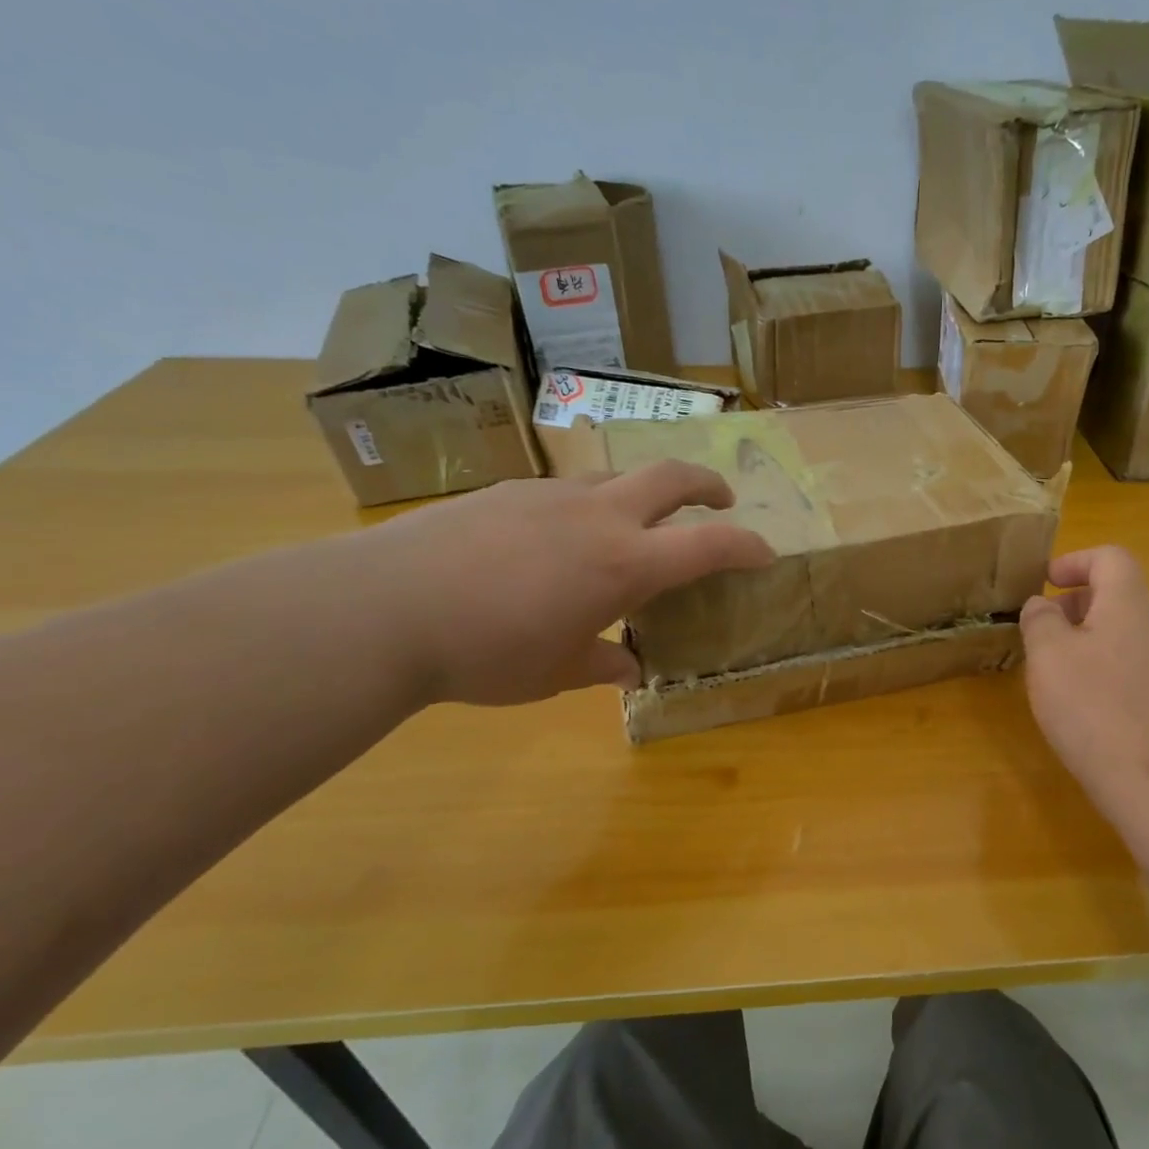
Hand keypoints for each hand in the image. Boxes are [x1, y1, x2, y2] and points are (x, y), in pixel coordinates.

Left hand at [358, 463, 773, 705]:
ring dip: (640, 496)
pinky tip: (553, 542)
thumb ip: (603, 663)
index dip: (746, 546)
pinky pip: (564, 491)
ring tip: (629, 529)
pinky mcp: (506, 491)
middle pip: (670, 475)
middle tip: (720, 500)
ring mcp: (550, 496)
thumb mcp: (556, 672)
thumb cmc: (487, 652)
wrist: (383, 610)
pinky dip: (583, 508)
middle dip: (706, 483)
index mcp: (624, 563)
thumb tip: (629, 669)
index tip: (766, 552)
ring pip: (615, 478)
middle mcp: (598, 517)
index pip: (708, 544)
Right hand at [1018, 546, 1148, 818]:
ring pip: (1121, 632)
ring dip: (1084, 636)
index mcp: (1128, 604)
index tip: (1044, 582)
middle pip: (1117, 594)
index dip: (1075, 561)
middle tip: (1041, 627)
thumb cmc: (1092, 705)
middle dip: (1075, 602)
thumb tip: (1042, 606)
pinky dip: (1099, 666)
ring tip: (1052, 666)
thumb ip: (1040, 619)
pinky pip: (1128, 664)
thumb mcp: (1049, 654)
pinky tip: (1078, 701)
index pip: (1110, 557)